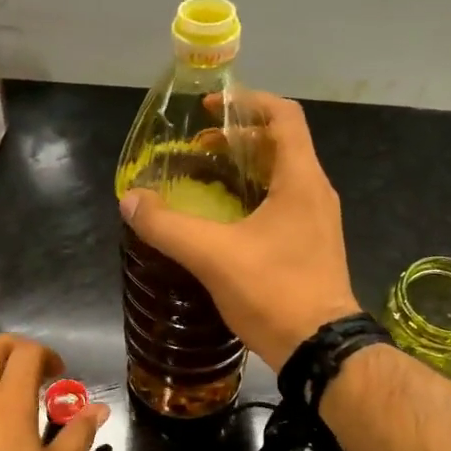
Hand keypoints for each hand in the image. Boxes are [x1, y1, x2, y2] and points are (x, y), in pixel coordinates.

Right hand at [120, 91, 359, 371]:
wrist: (319, 348)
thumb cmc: (273, 291)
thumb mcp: (212, 255)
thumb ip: (167, 226)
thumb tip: (130, 200)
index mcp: (300, 180)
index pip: (283, 116)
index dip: (247, 102)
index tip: (211, 108)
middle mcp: (315, 192)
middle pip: (279, 144)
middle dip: (237, 138)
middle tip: (198, 148)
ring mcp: (317, 221)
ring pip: (282, 176)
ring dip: (245, 169)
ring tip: (206, 178)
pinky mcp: (312, 246)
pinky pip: (283, 203)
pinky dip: (253, 196)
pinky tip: (225, 220)